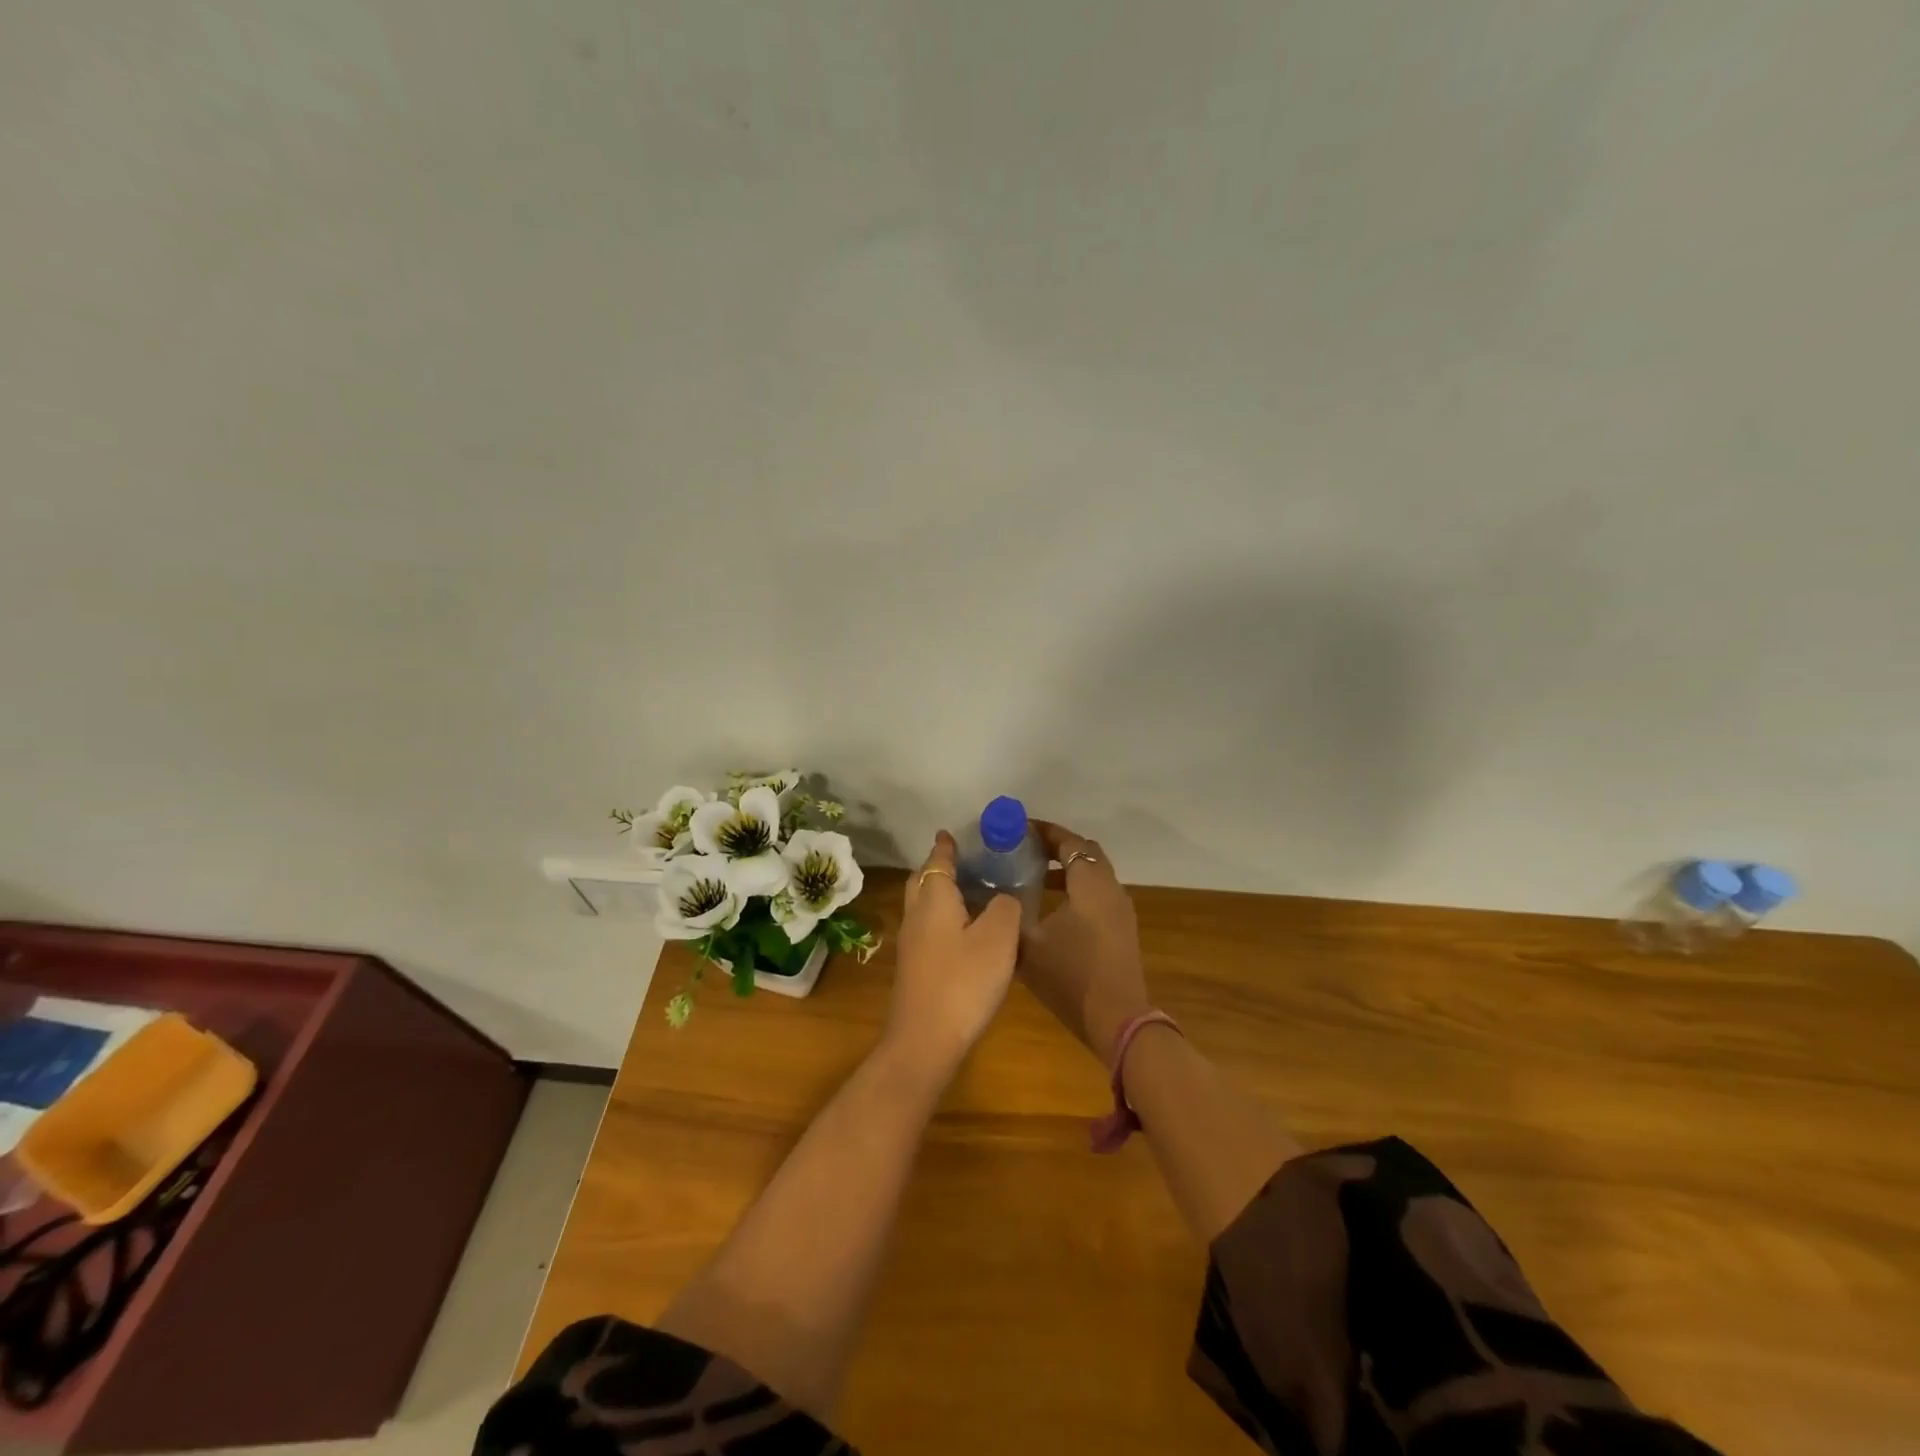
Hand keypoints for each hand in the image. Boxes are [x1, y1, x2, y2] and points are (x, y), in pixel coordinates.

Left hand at [882, 832, 1021, 1081]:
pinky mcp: (915, 967)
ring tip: (973, 893)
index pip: (938, 860)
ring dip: (942, 893)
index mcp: (933, 898)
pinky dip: (944, 918)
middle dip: (940, 866)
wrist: (925, 1040)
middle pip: (923, 880)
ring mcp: (911, 943)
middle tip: (967, 861)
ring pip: (924, 905)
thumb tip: (1004, 896)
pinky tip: (967, 932)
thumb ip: (1005, 906)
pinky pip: (929, 928)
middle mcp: (916, 914)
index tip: (952, 832)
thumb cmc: (964, 981)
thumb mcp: (999, 937)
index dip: (946, 846)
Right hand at [1020, 821, 1150, 1062]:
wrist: (1117, 1020)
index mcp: (1090, 883)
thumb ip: (1010, 914)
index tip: (1018, 829)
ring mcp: (1120, 910)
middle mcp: (1110, 888)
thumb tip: (995, 896)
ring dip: (1067, 869)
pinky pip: (1098, 894)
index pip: (1069, 841)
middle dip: (1056, 846)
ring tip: (1033, 876)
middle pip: (1085, 853)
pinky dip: (1076, 889)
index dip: (1044, 831)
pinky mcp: (1122, 930)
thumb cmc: (1071, 976)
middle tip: (1025, 849)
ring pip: (1094, 875)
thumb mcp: (1028, 944)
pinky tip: (1052, 908)